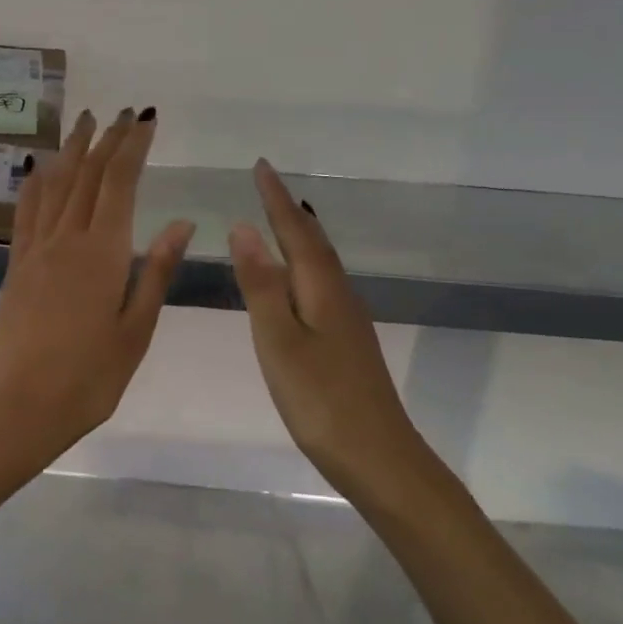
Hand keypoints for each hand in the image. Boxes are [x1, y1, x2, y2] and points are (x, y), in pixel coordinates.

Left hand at [0, 109, 195, 469]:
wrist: (19, 406)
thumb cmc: (89, 377)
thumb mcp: (136, 330)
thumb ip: (156, 271)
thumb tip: (180, 223)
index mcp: (103, 253)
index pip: (119, 184)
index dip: (133, 147)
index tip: (146, 120)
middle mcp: (67, 240)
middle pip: (87, 176)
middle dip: (106, 140)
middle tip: (121, 113)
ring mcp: (36, 250)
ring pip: (55, 185)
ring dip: (72, 150)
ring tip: (85, 122)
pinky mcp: (16, 265)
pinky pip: (26, 211)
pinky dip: (36, 183)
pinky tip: (40, 167)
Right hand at [227, 160, 421, 476]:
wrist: (378, 457)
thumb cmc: (320, 399)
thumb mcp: (278, 341)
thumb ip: (261, 285)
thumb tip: (244, 228)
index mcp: (321, 289)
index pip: (295, 231)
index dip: (275, 199)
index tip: (260, 165)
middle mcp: (339, 295)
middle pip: (312, 242)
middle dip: (287, 211)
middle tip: (266, 183)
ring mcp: (347, 320)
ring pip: (320, 263)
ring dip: (299, 235)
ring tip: (280, 217)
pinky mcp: (347, 342)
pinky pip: (321, 284)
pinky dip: (305, 265)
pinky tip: (299, 278)